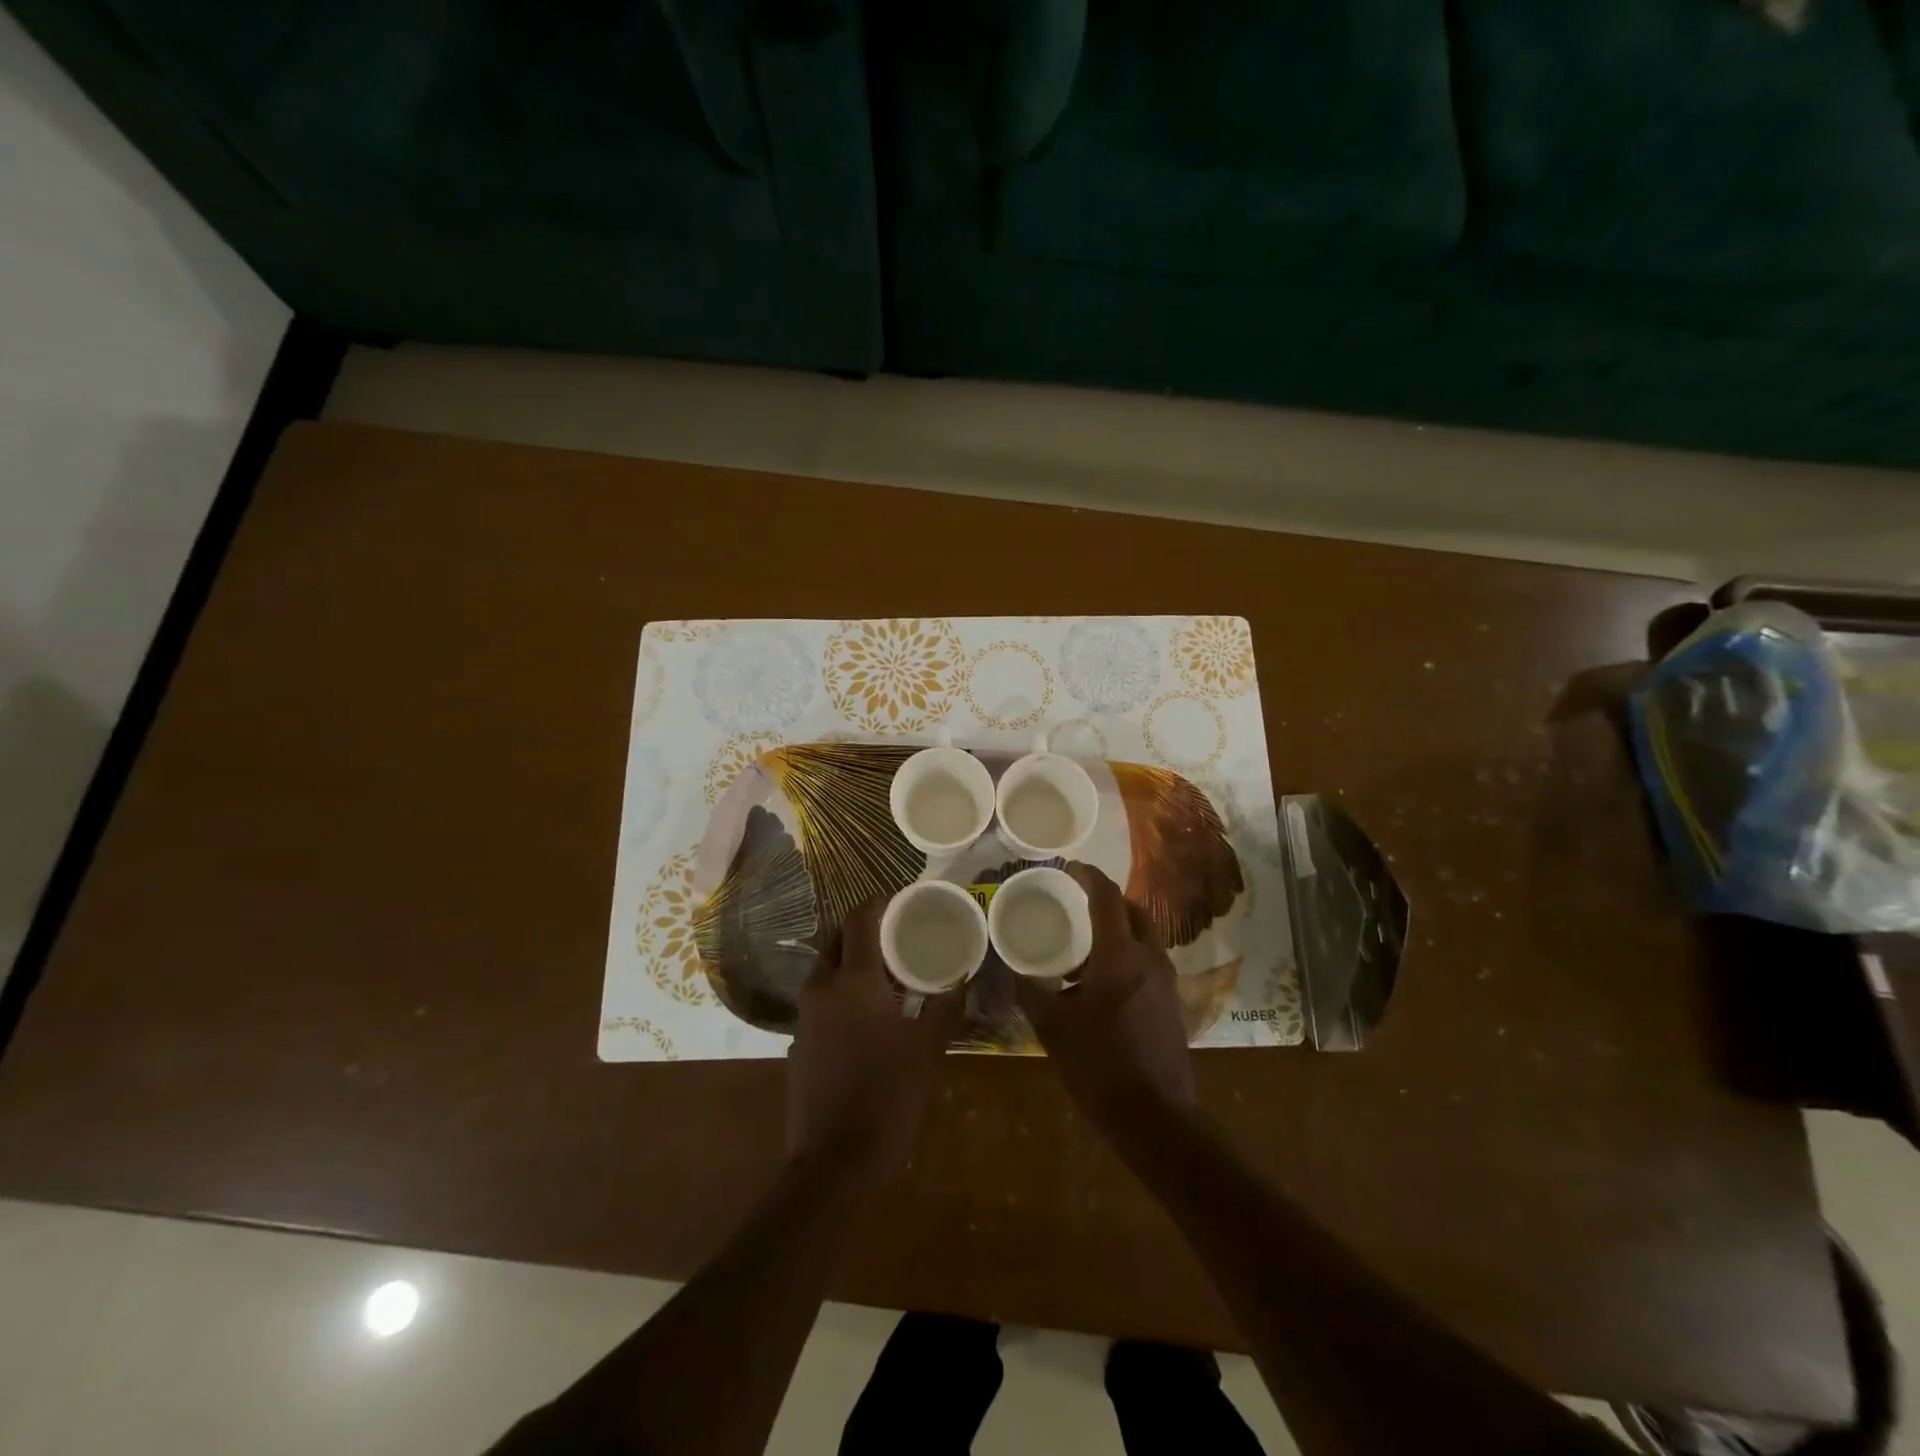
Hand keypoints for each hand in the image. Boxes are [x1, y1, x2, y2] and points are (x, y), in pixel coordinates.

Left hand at [788, 896, 962, 1175]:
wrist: (836, 1162)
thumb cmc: (889, 1096)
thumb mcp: (929, 1048)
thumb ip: (946, 1005)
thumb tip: (963, 975)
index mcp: (853, 980)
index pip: (859, 919)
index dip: (879, 902)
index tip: (901, 901)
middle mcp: (821, 988)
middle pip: (836, 938)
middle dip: (863, 929)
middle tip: (897, 935)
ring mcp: (804, 1015)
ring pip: (826, 968)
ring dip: (852, 960)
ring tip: (888, 973)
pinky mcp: (799, 1041)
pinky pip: (821, 998)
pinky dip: (842, 990)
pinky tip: (868, 1014)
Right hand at [1017, 863, 1195, 1127]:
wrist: (1155, 1117)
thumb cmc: (1098, 1066)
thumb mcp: (1052, 1027)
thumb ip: (1031, 991)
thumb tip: (1015, 969)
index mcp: (1119, 955)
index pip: (1107, 897)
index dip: (1089, 875)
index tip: (1071, 867)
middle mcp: (1149, 958)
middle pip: (1133, 910)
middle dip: (1108, 899)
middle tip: (1078, 901)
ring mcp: (1166, 981)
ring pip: (1145, 936)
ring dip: (1119, 928)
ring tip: (1086, 942)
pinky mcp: (1172, 1002)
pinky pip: (1149, 960)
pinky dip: (1128, 952)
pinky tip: (1103, 979)